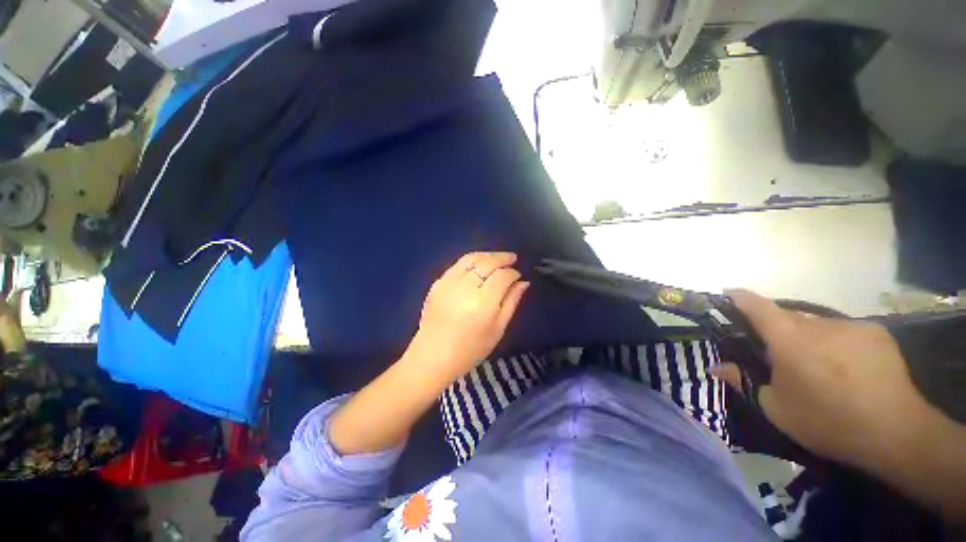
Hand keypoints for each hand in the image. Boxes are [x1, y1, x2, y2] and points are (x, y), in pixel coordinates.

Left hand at [409, 252, 529, 383]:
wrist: (432, 357)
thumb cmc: (470, 350)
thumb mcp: (497, 330)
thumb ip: (511, 302)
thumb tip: (523, 282)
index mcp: (482, 303)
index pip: (502, 276)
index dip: (513, 273)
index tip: (518, 275)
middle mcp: (465, 288)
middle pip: (487, 263)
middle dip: (502, 258)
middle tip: (513, 258)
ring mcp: (448, 283)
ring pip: (471, 258)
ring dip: (487, 255)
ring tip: (498, 258)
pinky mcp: (437, 283)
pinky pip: (458, 265)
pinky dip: (472, 261)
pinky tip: (479, 265)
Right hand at [714, 290, 931, 466]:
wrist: (896, 432)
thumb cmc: (828, 422)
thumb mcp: (776, 409)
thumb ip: (743, 382)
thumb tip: (716, 367)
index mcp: (788, 340)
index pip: (757, 306)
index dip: (739, 297)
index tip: (727, 295)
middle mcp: (817, 324)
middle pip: (787, 316)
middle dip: (776, 329)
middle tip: (778, 355)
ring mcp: (849, 326)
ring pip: (816, 324)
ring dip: (808, 338)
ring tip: (817, 366)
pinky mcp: (874, 332)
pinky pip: (843, 331)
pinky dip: (835, 342)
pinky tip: (846, 367)